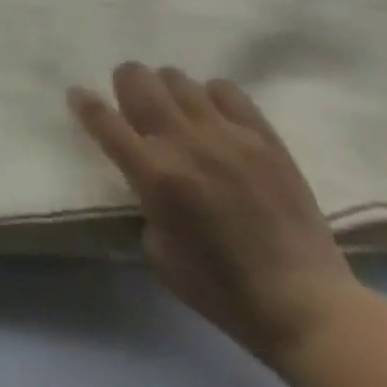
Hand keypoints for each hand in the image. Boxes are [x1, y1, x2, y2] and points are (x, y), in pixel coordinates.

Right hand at [69, 63, 363, 363]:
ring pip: (177, 78)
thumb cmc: (223, 291)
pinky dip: (212, 97)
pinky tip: (215, 119)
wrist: (308, 308)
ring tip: (178, 112)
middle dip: (126, 85)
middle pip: (136, 79)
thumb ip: (143, 200)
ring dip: (168, 92)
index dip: (84, 102)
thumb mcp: (157, 252)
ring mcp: (227, 135)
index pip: (102, 118)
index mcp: (153, 174)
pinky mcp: (264, 137)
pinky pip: (226, 90)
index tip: (78, 96)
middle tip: (133, 105)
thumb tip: (143, 173)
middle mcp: (184, 142)